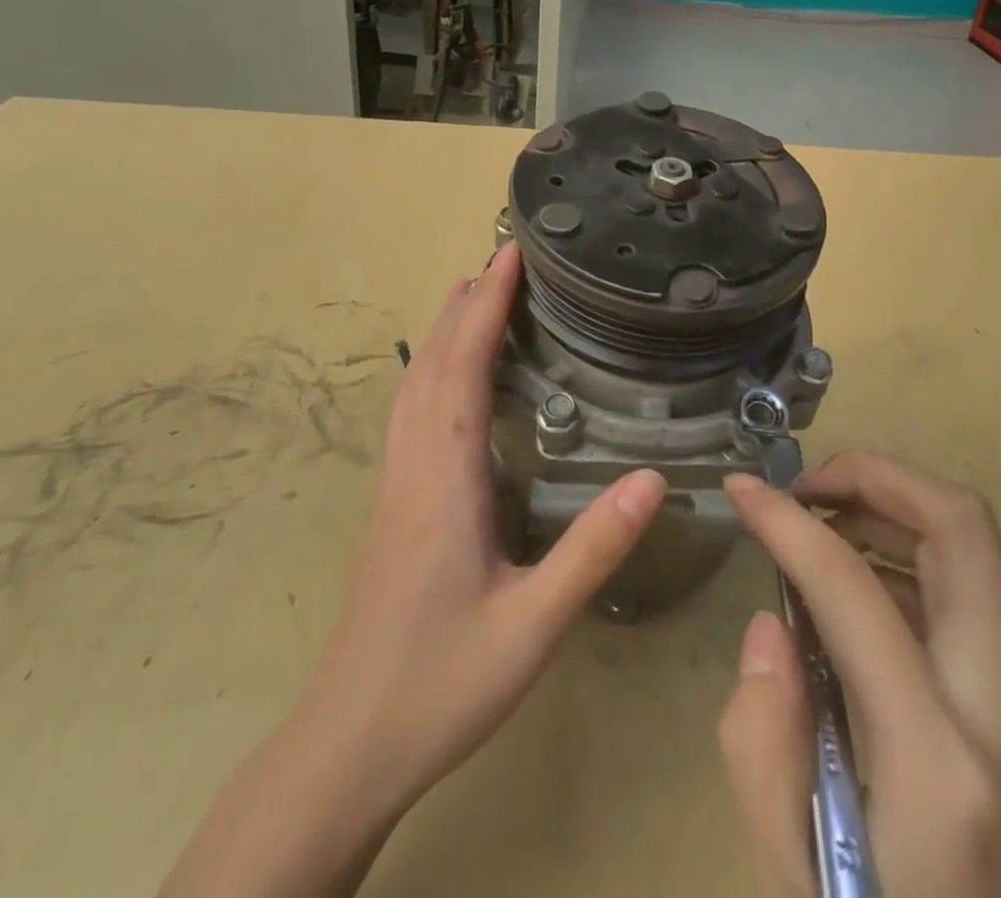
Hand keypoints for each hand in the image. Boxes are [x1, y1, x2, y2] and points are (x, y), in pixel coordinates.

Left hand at [161, 242, 669, 897]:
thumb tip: (654, 479)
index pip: (462, 367)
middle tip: (500, 261)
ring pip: (412, 386)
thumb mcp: (533, 626)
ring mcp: (395, 485)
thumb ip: (593, 551)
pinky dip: (430, 370)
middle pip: (430, 363)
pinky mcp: (392, 506)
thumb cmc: (441, 684)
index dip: (485, 305)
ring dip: (441, 332)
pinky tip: (447, 381)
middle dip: (464, 304)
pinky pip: (410, 412)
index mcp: (444, 478)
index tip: (509, 254)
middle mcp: (413, 466)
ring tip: (472, 298)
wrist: (346, 747)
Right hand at [719, 453, 1000, 897]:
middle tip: (803, 486)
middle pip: (964, 531)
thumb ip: (762, 744)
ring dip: (894, 513)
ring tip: (819, 529)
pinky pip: (968, 603)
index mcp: (941, 770)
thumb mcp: (791, 886)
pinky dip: (909, 563)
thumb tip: (772, 626)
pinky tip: (853, 594)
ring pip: (973, 556)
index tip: (742, 490)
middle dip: (876, 477)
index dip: (789, 522)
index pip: (857, 590)